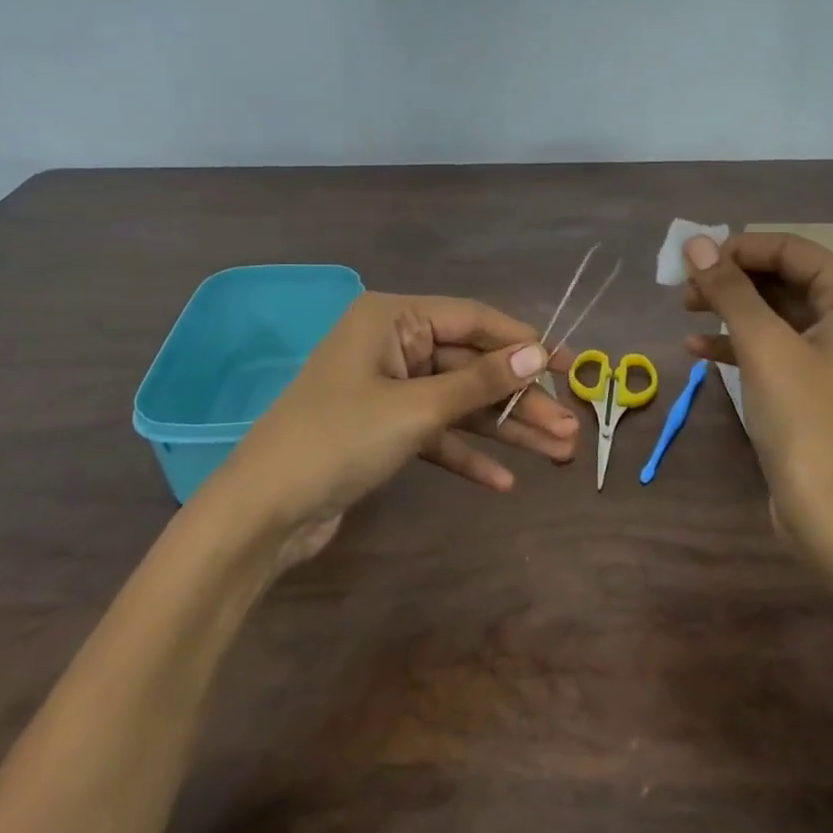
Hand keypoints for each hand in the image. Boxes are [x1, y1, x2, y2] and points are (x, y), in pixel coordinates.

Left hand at [213, 292, 578, 561]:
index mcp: (391, 319)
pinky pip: (436, 434)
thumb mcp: (416, 408)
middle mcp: (391, 345)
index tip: (569, 366)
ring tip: (558, 454)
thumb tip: (538, 353)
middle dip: (520, 400)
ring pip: (458, 403)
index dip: (524, 343)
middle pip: (470, 366)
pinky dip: (467, 455)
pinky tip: (504, 482)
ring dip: (504, 430)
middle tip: (570, 430)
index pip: (473, 320)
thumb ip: (479, 381)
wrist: (262, 514)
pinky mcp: (383, 431)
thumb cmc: (338, 441)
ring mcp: (387, 389)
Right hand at [680, 233, 832, 565]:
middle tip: (684, 288)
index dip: (740, 248)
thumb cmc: (807, 422)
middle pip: (785, 278)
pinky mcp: (818, 385)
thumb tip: (696, 242)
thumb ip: (729, 290)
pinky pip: (776, 347)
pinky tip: (698, 349)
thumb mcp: (763, 348)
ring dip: (731, 309)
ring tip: (685, 311)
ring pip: (777, 313)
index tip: (693, 260)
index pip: (793, 250)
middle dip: (732, 279)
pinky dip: (739, 343)